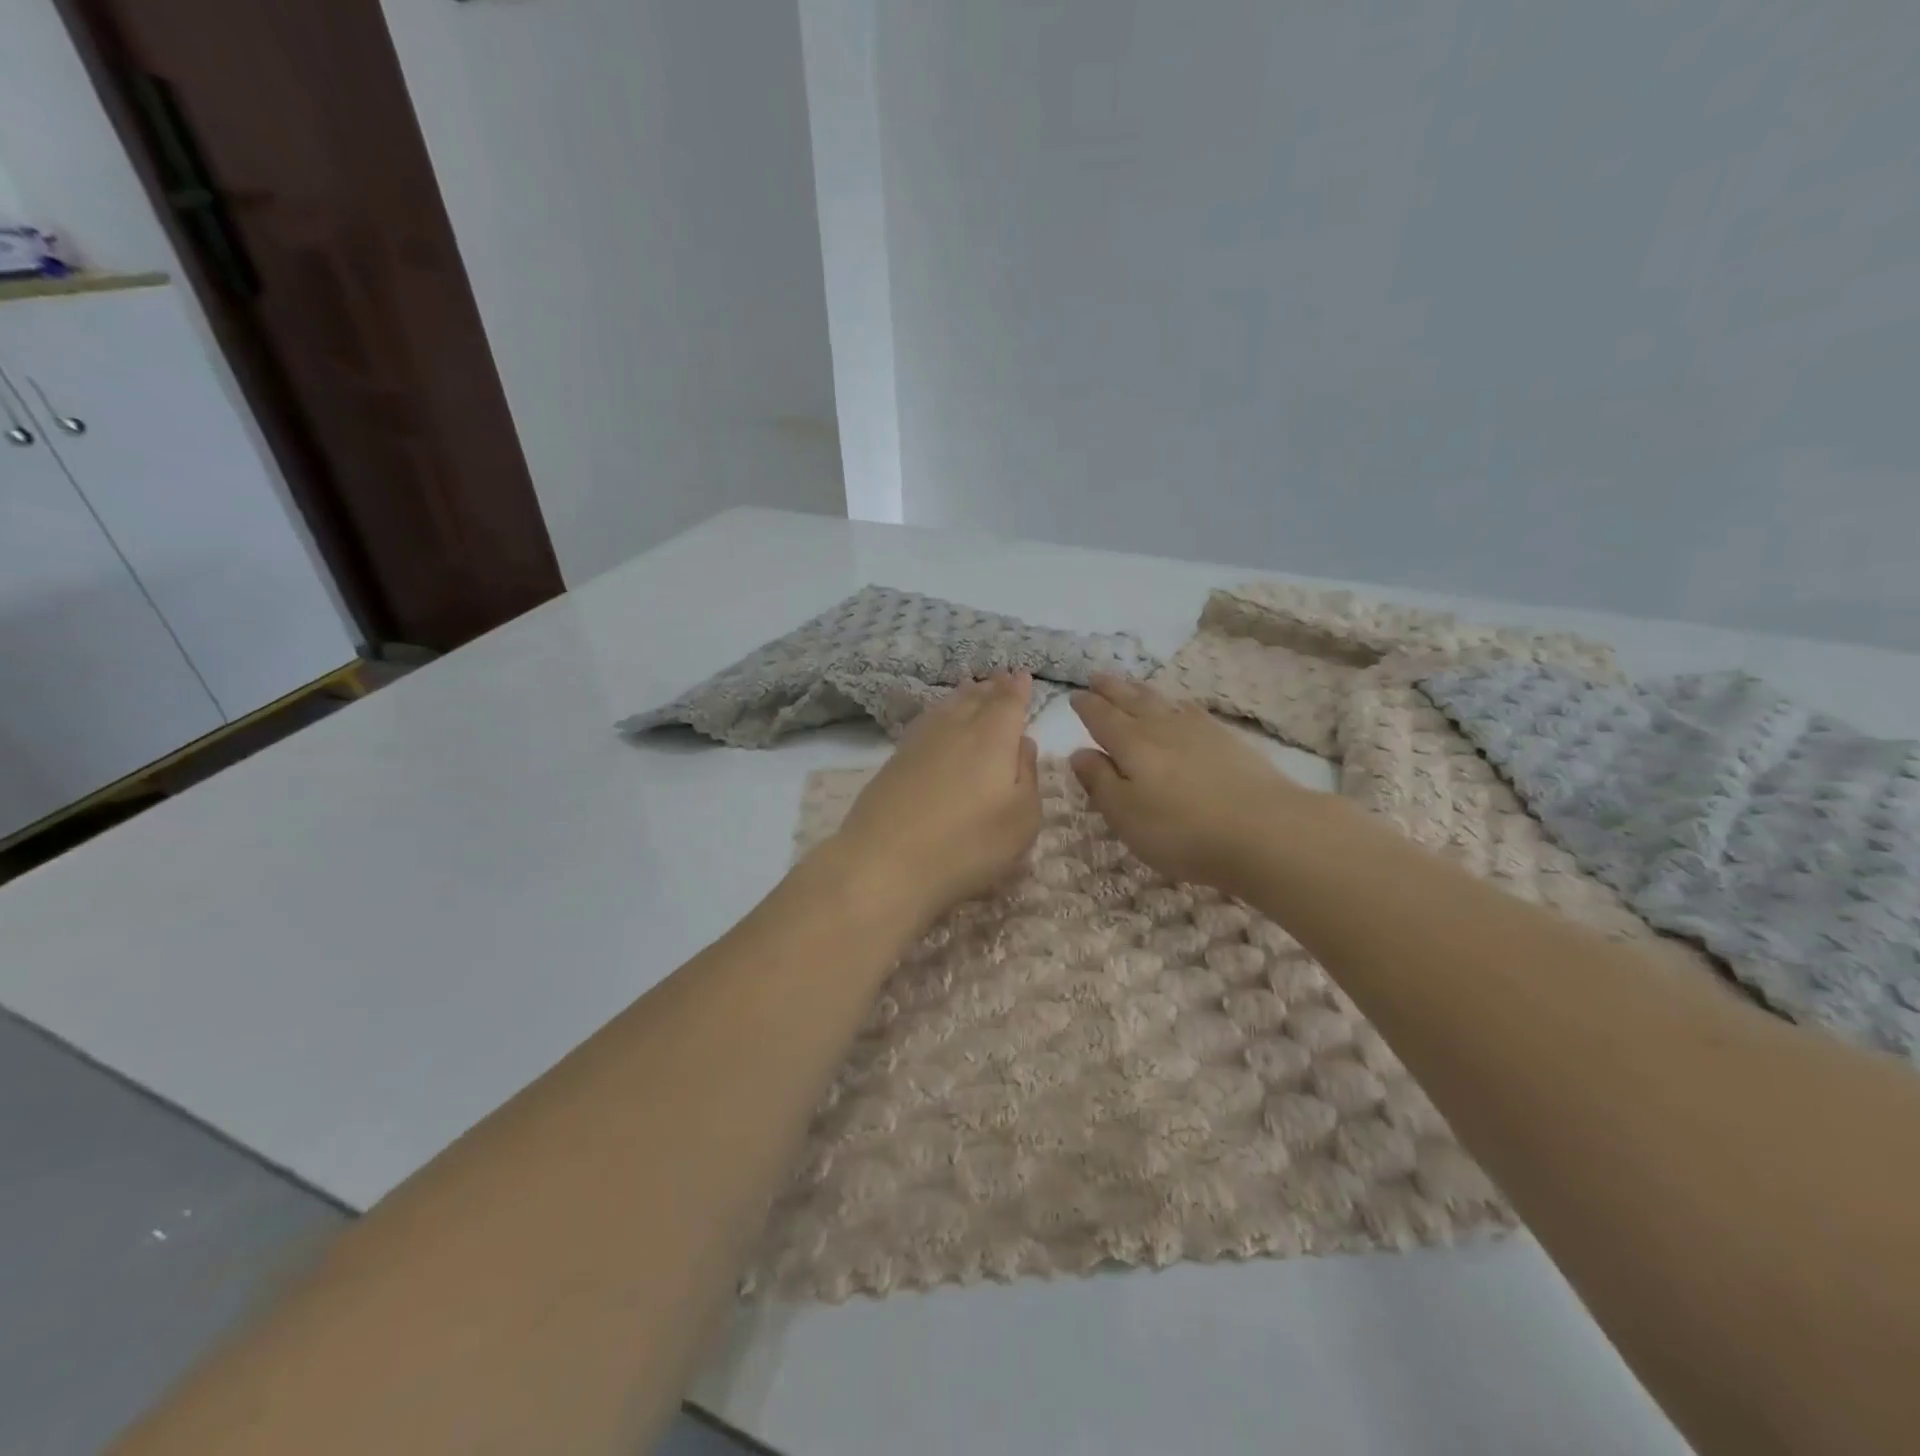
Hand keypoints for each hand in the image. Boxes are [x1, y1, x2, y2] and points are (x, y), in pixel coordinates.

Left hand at [830, 672, 1042, 929]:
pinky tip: (938, 720)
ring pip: (947, 707)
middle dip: (991, 688)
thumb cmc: (968, 845)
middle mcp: (956, 728)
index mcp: (993, 737)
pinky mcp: (894, 760)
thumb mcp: (1022, 819)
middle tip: (999, 678)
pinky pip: (926, 722)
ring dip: (963, 696)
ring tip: (971, 690)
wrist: (886, 862)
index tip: (1022, 675)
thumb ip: (1028, 775)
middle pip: (976, 698)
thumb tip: (1023, 743)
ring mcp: (920, 741)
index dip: (1017, 688)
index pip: (1008, 702)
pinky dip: (939, 713)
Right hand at [1070, 675, 1317, 894]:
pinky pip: (1192, 711)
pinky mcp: (1228, 740)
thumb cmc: (1182, 831)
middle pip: (1131, 702)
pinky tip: (1179, 707)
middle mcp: (1161, 728)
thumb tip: (1079, 752)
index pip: (1101, 718)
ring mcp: (1199, 730)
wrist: (1265, 830)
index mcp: (1131, 745)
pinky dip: (1177, 704)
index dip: (1086, 707)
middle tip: (1097, 677)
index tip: (1075, 697)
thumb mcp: (1125, 815)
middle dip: (1111, 689)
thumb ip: (1100, 782)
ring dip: (1141, 691)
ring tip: (1131, 685)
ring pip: (1162, 702)